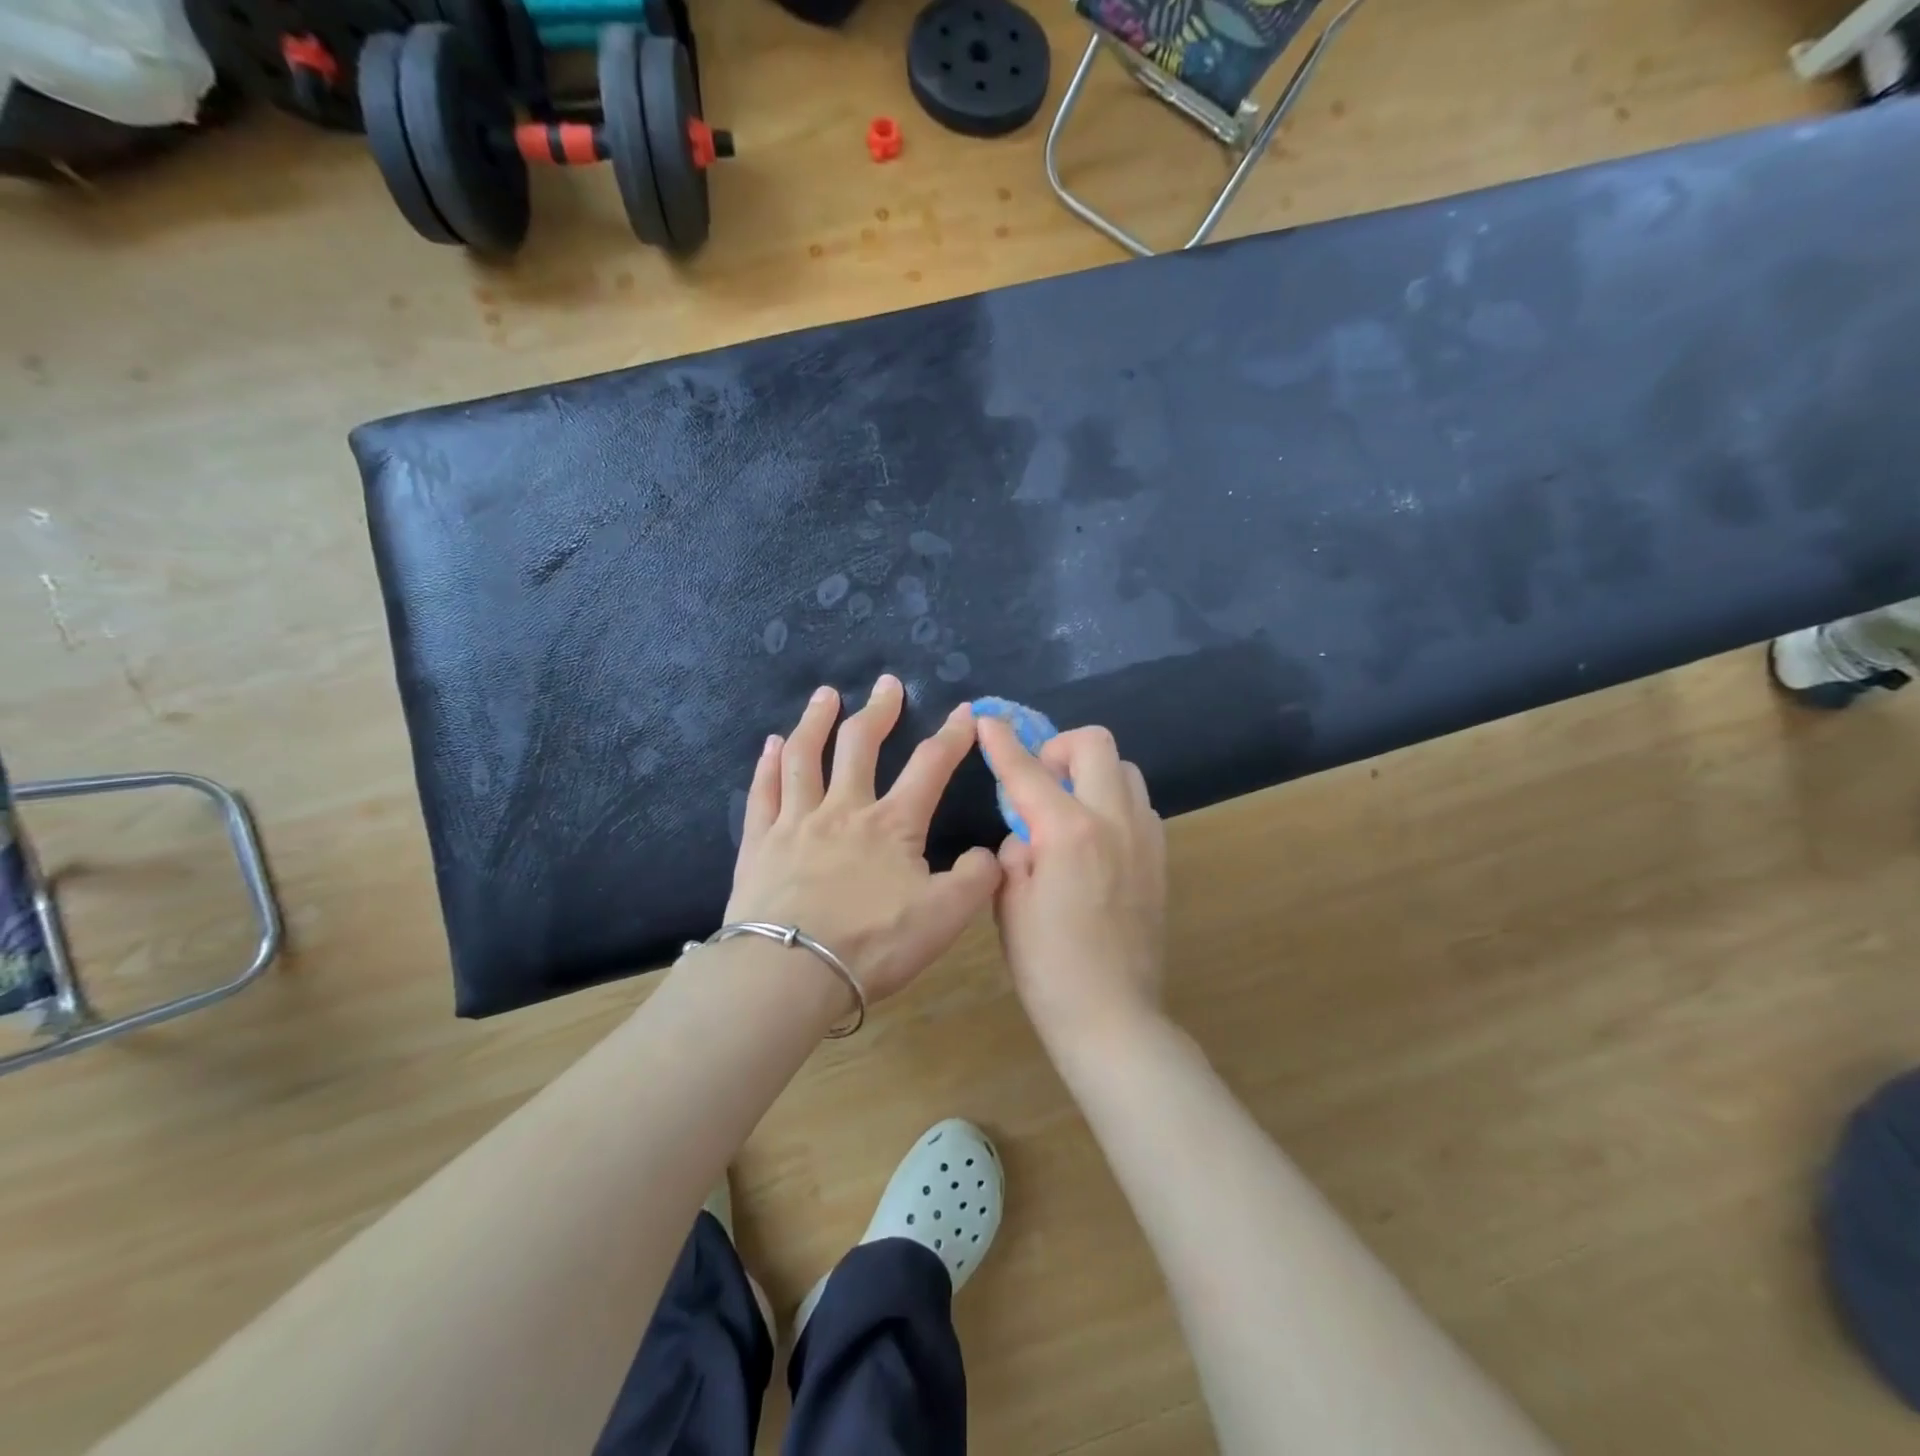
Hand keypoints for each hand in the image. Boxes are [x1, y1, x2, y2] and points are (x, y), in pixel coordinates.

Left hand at [725, 676, 1001, 1003]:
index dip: (952, 736)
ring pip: (805, 757)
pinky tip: (771, 745)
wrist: (789, 971)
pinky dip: (768, 763)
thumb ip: (975, 880)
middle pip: (860, 745)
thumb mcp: (944, 918)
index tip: (966, 710)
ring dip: (816, 721)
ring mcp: (796, 822)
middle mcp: (844, 809)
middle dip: (879, 711)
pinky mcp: (760, 843)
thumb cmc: (872, 943)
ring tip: (824, 695)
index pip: (930, 766)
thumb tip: (990, 853)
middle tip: (887, 683)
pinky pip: (763, 791)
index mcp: (892, 824)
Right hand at [975, 718, 1167, 1048]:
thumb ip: (1016, 850)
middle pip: (1095, 744)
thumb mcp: (1010, 903)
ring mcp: (1145, 837)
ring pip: (1125, 770)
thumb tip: (1027, 832)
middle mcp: (1114, 821)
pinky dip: (1113, 802)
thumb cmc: (1047, 965)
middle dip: (1060, 746)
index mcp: (1069, 831)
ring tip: (1068, 807)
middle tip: (1040, 777)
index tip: (988, 719)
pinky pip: (1139, 805)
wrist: (1112, 1014)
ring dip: (1092, 773)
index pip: (1029, 770)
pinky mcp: (1161, 858)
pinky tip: (1094, 838)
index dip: (1003, 741)